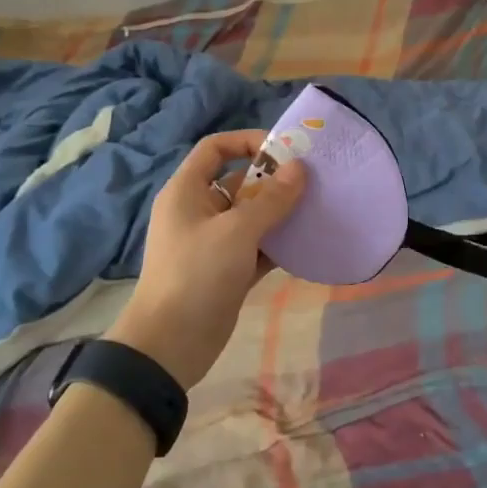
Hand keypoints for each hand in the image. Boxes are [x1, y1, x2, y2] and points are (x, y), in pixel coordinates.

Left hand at [108, 130, 305, 388]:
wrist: (170, 345)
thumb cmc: (197, 274)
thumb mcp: (237, 231)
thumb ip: (271, 199)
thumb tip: (300, 168)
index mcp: (188, 191)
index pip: (215, 148)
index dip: (248, 142)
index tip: (285, 151)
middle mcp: (199, 210)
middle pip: (239, 182)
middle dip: (274, 181)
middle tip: (313, 183)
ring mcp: (213, 242)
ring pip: (251, 216)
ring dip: (280, 214)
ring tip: (317, 210)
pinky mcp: (226, 271)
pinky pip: (256, 247)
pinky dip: (278, 244)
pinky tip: (306, 244)